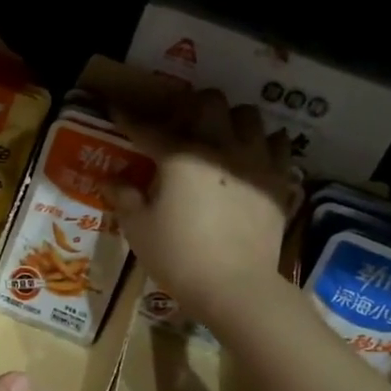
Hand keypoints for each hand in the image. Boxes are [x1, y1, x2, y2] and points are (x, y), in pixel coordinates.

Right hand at [110, 89, 295, 327]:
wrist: (236, 287)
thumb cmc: (179, 257)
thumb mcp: (138, 230)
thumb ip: (124, 198)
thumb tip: (111, 180)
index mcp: (179, 156)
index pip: (148, 129)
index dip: (128, 119)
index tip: (117, 111)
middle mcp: (219, 147)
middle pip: (210, 102)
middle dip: (192, 107)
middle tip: (180, 125)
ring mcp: (255, 161)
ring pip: (249, 115)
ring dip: (231, 120)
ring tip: (221, 137)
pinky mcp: (279, 181)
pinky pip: (279, 145)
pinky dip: (265, 144)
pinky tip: (253, 156)